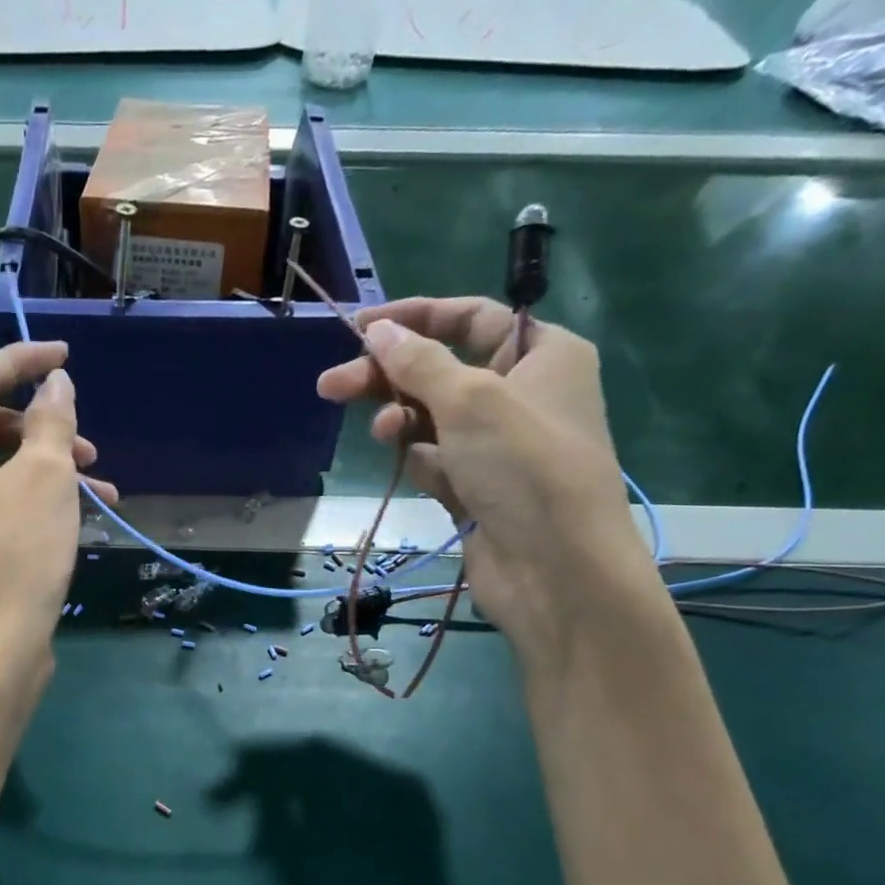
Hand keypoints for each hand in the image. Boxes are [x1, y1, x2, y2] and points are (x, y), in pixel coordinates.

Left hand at [0, 341, 115, 678]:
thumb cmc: (18, 554)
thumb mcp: (47, 477)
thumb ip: (52, 419)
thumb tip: (55, 383)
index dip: (24, 360)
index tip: (66, 357)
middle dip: (42, 432)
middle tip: (89, 449)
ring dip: (43, 472)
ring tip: (98, 493)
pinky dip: (24, 502)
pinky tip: (69, 520)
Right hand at [316, 298, 661, 668]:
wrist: (553, 567)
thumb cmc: (523, 465)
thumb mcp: (469, 398)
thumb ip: (418, 361)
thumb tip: (378, 330)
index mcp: (542, 354)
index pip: (470, 318)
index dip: (415, 318)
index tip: (360, 328)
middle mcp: (521, 394)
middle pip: (441, 371)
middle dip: (388, 377)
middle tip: (331, 386)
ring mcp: (497, 446)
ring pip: (432, 419)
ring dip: (402, 421)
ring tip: (383, 434)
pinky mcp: (476, 489)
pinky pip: (436, 461)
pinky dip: (421, 461)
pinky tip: (422, 473)